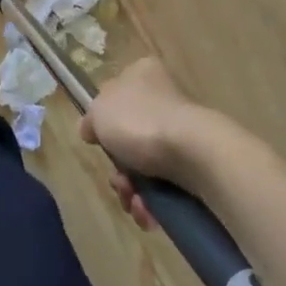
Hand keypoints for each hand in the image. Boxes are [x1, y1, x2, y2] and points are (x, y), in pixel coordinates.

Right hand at [79, 57, 216, 230]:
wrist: (192, 152)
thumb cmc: (139, 121)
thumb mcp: (99, 111)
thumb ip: (91, 118)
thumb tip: (91, 129)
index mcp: (142, 74)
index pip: (117, 93)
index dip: (104, 121)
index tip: (98, 141)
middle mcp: (163, 98)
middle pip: (128, 137)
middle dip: (119, 168)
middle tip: (118, 180)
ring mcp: (181, 131)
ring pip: (144, 166)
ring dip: (132, 190)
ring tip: (133, 201)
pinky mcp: (194, 163)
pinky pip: (164, 184)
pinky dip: (152, 202)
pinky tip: (147, 211)